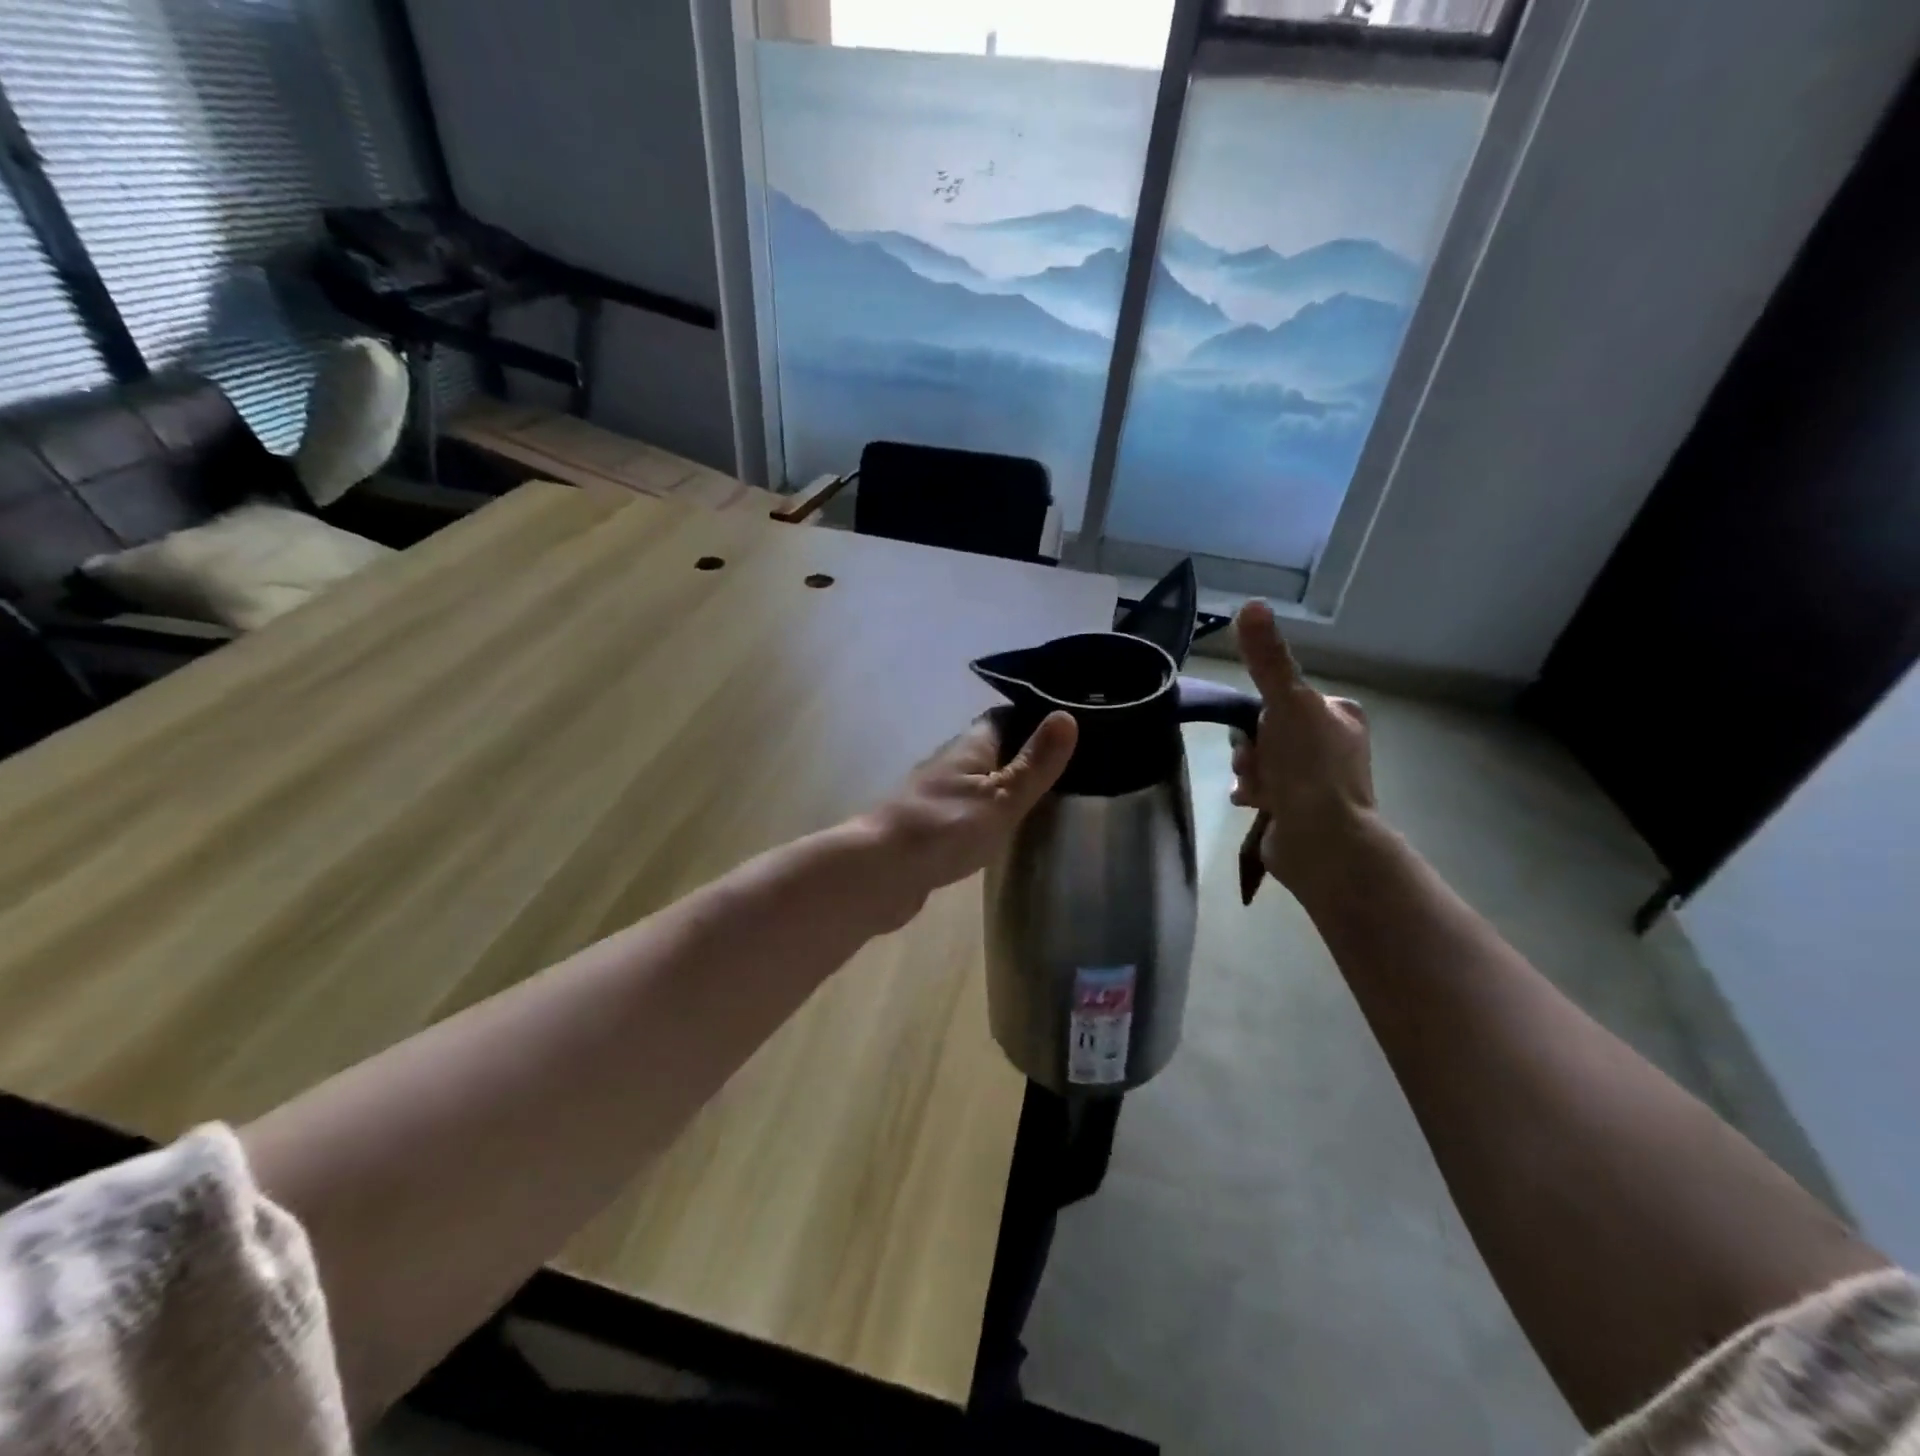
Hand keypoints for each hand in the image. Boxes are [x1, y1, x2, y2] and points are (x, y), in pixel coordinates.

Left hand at [858, 710, 1078, 926]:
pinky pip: (964, 811)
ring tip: (1040, 795)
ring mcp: (934, 796)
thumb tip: (1066, 715)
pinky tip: (1000, 829)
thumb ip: (1034, 763)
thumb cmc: (945, 827)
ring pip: (975, 781)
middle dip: (1020, 753)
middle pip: (989, 749)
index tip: (1064, 723)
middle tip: (1062, 764)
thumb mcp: (1002, 796)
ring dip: (1000, 785)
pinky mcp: (926, 828)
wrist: (879, 872)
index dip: (1031, 716)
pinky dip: (984, 813)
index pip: (1002, 717)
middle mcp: (948, 764)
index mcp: (968, 747)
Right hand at [1231, 600, 1377, 892]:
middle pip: (1264, 730)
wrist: (1321, 841)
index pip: (1279, 698)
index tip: (1259, 729)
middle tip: (1257, 763)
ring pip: (1258, 758)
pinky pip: (1260, 787)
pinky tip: (1253, 803)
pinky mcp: (1300, 808)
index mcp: (1338, 714)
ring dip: (1248, 770)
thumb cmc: (1308, 768)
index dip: (1258, 714)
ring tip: (1258, 789)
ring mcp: (1317, 778)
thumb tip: (1251, 604)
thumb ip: (1267, 658)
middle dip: (1250, 748)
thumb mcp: (1286, 703)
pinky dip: (1252, 792)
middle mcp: (1332, 743)